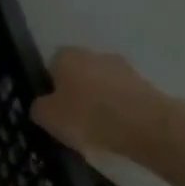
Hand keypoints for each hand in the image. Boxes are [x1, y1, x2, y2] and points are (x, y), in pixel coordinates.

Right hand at [31, 47, 173, 159]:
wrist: (144, 125)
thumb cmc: (87, 116)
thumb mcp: (47, 117)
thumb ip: (39, 108)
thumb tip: (43, 105)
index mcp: (67, 56)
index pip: (52, 64)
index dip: (50, 86)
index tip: (51, 108)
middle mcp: (96, 54)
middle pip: (79, 73)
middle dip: (75, 92)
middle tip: (70, 119)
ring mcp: (124, 68)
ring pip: (102, 85)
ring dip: (98, 101)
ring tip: (94, 130)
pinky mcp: (145, 86)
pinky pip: (122, 98)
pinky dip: (117, 111)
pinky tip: (114, 131)